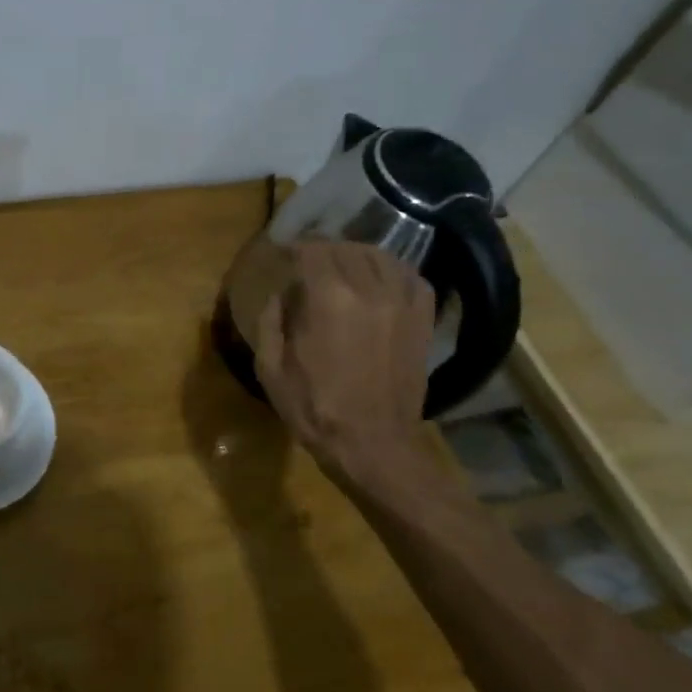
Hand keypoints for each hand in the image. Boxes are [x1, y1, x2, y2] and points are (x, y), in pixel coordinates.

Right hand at [256, 241, 435, 494]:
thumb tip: (281, 294)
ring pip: (379, 256)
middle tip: (308, 261)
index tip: (284, 253)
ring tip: (342, 266)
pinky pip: (410, 276)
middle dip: (323, 250)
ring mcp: (401, 302)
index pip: (313, 250)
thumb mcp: (270, 368)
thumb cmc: (314, 408)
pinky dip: (391, 269)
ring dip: (356, 255)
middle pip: (345, 248)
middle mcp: (368, 289)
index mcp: (327, 298)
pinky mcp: (421, 318)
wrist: (372, 444)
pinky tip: (377, 279)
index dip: (295, 247)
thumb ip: (271, 320)